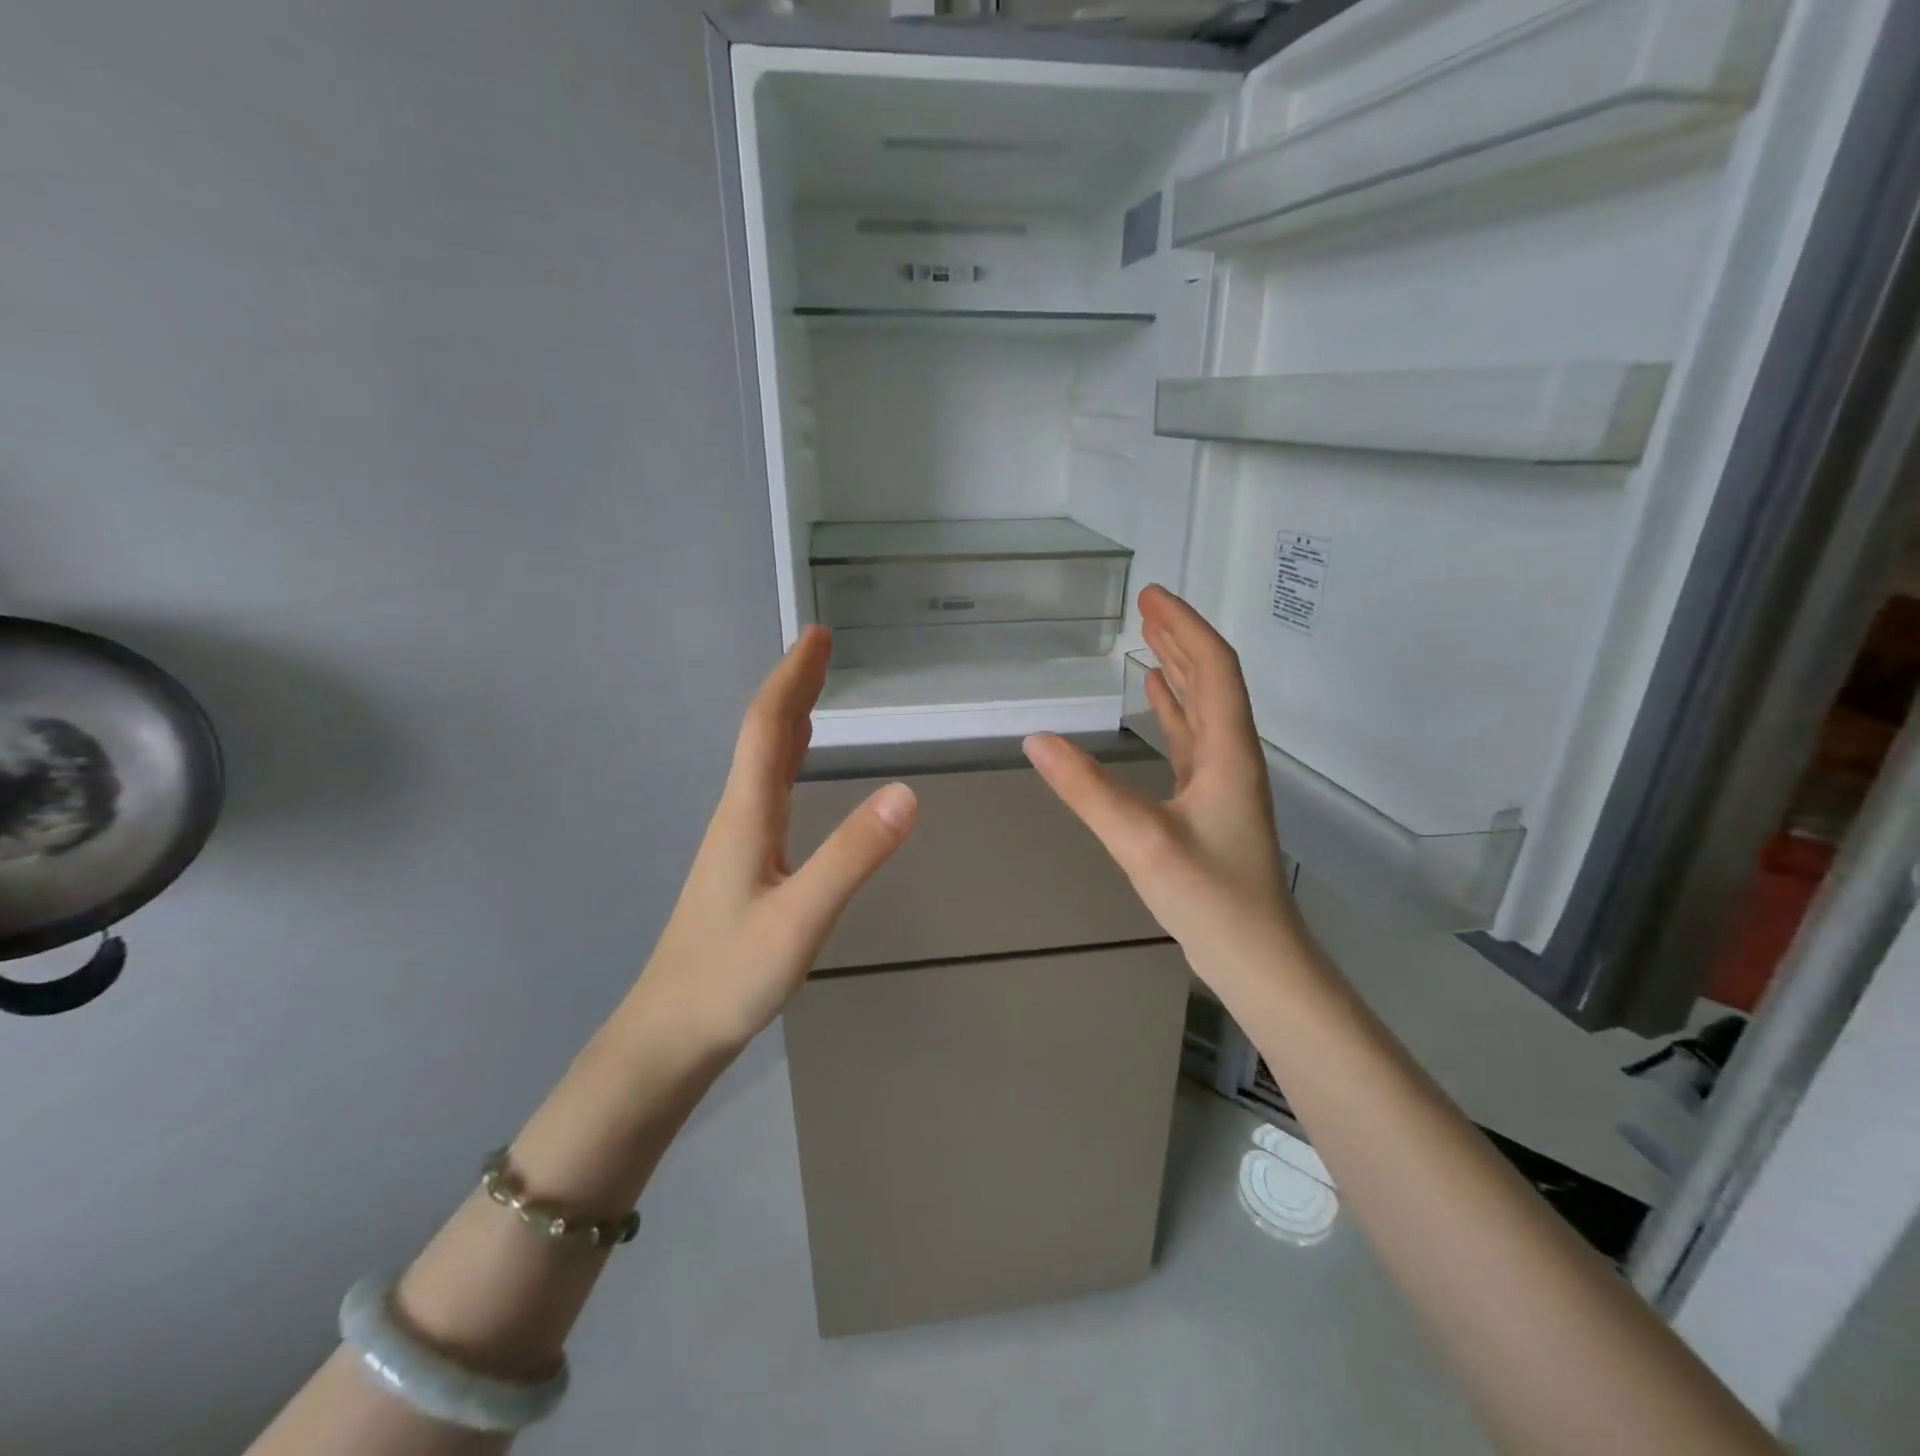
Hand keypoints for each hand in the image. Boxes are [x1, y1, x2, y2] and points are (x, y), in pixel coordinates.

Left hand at [634, 627, 916, 1052]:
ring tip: (815, 690)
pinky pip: (767, 790)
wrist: (670, 1033)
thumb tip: (906, 791)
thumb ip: (853, 855)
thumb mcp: (802, 918)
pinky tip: (795, 768)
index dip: (794, 677)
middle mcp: (737, 814)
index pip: (769, 726)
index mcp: (747, 813)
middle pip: (764, 734)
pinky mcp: (741, 865)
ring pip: (762, 761)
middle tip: (823, 647)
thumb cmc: (730, 976)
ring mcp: (736, 840)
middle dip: (794, 685)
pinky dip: (786, 757)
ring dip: (790, 718)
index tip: (819, 634)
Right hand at [1024, 585, 1299, 992]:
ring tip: (1149, 639)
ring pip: (1203, 707)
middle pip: (1212, 679)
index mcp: (1228, 751)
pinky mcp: (1211, 802)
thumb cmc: (1210, 898)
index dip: (1185, 626)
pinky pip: (1192, 739)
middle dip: (1180, 637)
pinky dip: (1174, 710)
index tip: (1152, 595)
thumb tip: (1037, 739)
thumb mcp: (1141, 841)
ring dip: (1179, 668)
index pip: (1214, 668)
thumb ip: (1087, 790)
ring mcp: (1223, 780)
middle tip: (1146, 605)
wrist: (1256, 958)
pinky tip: (1156, 700)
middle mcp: (1232, 755)